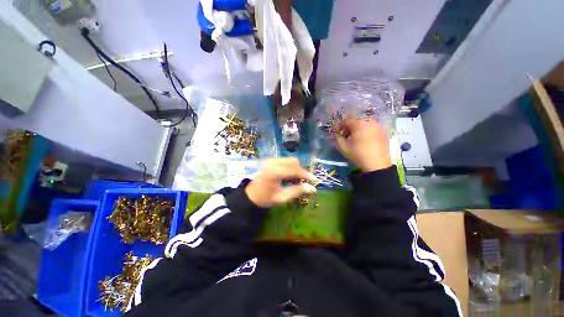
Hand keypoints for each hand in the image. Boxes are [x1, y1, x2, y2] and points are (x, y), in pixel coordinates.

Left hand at [245, 158, 317, 207]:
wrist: (251, 195)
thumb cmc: (265, 199)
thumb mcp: (282, 198)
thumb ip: (297, 191)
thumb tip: (312, 188)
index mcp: (274, 172)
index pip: (295, 170)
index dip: (306, 175)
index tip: (315, 180)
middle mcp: (272, 162)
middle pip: (293, 162)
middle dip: (301, 171)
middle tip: (303, 182)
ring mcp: (271, 160)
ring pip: (290, 160)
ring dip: (296, 169)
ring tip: (295, 181)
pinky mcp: (270, 160)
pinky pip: (285, 161)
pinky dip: (290, 168)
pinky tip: (288, 177)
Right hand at [334, 119, 391, 172]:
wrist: (376, 164)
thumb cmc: (358, 154)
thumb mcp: (343, 147)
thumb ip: (338, 137)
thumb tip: (337, 133)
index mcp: (359, 124)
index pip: (347, 121)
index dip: (340, 126)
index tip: (337, 132)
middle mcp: (370, 122)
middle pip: (356, 121)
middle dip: (349, 127)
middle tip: (346, 136)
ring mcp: (378, 126)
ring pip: (365, 124)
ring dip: (358, 129)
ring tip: (355, 138)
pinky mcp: (383, 132)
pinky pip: (372, 128)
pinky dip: (366, 131)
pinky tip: (364, 140)